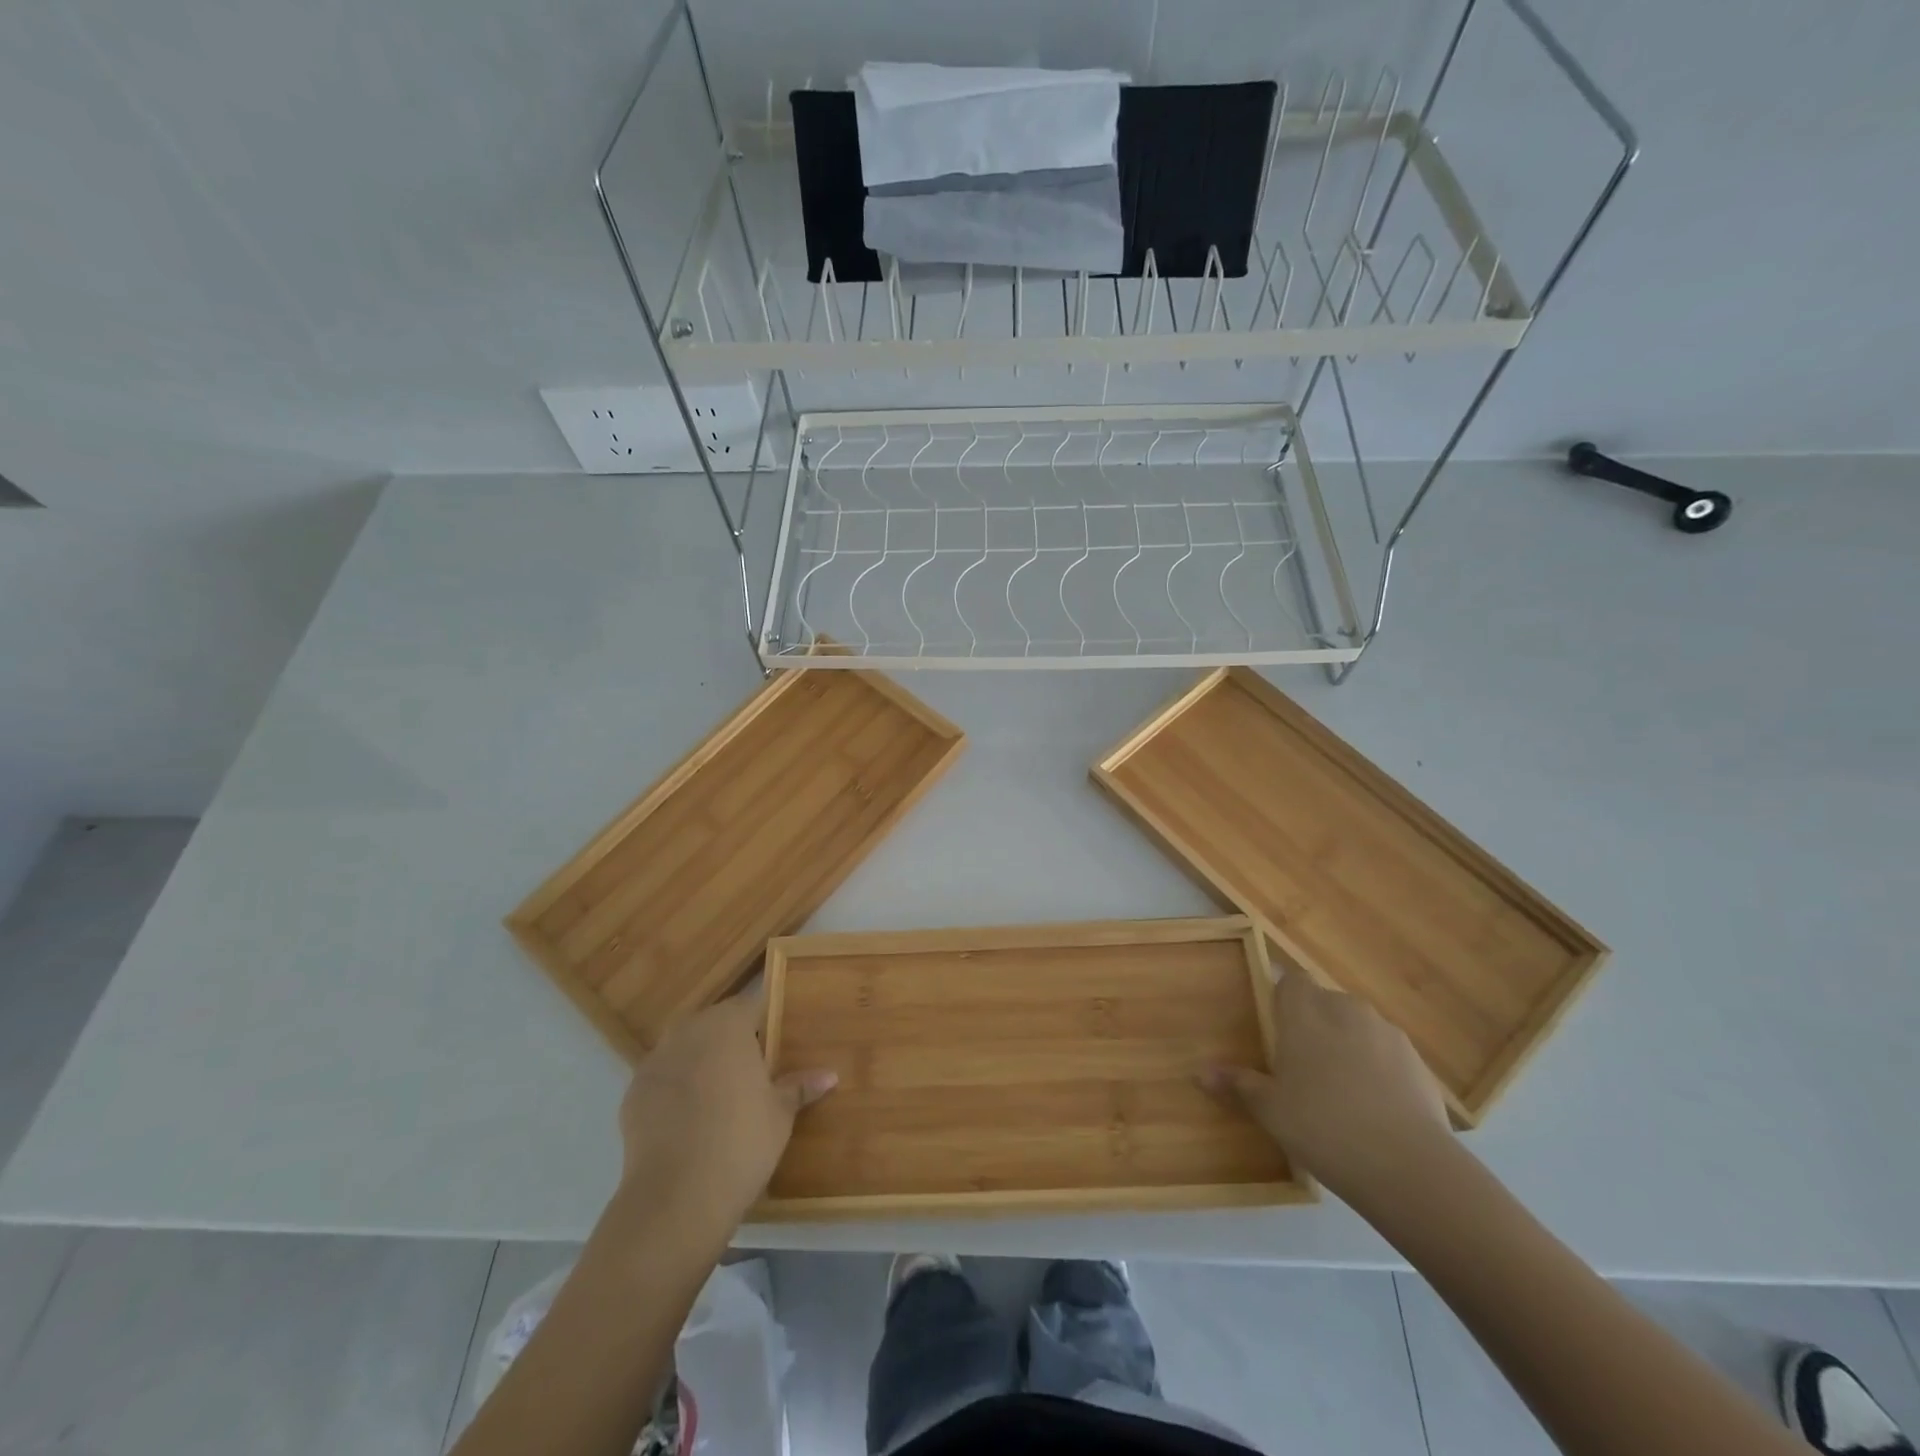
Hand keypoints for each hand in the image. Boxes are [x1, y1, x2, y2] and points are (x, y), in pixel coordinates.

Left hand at [618, 993, 836, 1229]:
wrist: (675, 1197)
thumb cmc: (741, 1142)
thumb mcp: (780, 1114)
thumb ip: (799, 1087)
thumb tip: (829, 1075)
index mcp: (728, 1025)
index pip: (750, 1005)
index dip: (763, 1020)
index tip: (775, 1039)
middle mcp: (689, 1032)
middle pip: (713, 1023)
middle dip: (729, 1039)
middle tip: (751, 1069)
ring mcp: (655, 1061)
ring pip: (684, 1049)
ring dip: (699, 1062)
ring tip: (718, 1095)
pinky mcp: (632, 1094)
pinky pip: (662, 1080)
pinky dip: (674, 1090)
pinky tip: (688, 1120)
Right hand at [1205, 972, 1451, 1207]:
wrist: (1409, 1167)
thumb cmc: (1322, 1125)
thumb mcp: (1269, 1109)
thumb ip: (1237, 1084)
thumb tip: (1200, 1073)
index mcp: (1305, 1011)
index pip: (1291, 980)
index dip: (1283, 999)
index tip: (1276, 1029)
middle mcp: (1346, 1009)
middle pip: (1325, 1002)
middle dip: (1314, 1024)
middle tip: (1302, 1065)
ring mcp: (1387, 1033)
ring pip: (1358, 1027)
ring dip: (1348, 1045)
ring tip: (1340, 1090)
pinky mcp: (1419, 1063)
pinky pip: (1387, 1054)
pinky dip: (1378, 1070)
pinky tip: (1374, 1109)